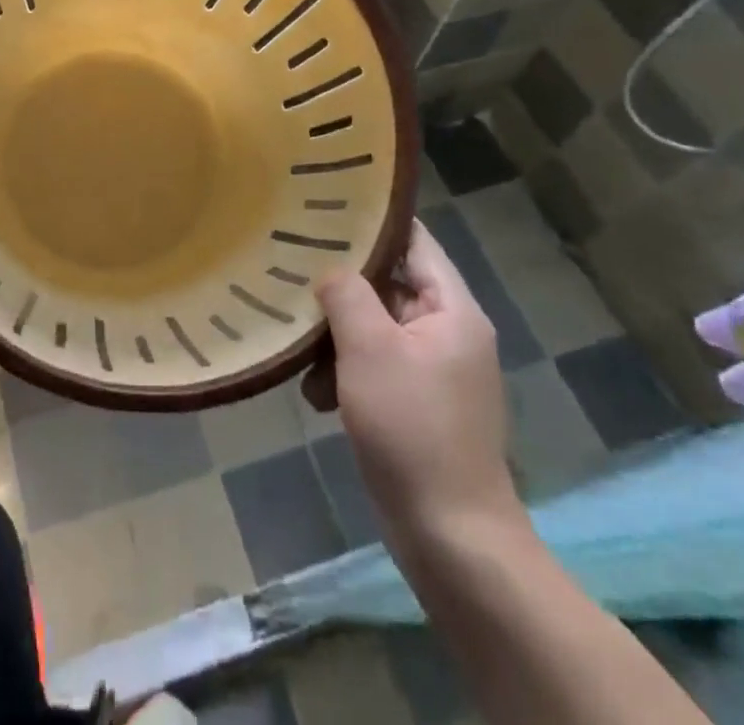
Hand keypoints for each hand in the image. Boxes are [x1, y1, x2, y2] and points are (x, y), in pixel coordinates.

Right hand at [313, 219, 520, 543]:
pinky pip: (375, 367)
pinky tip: (315, 397)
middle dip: (341, 288)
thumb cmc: (412, 428)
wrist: (450, 536)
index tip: (324, 208)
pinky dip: (345, 374)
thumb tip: (331, 269)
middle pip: (388, 285)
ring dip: (336, 339)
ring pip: (375, 329)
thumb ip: (347, 294)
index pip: (414, 241)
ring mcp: (433, 371)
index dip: (372, 221)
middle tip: (292, 274)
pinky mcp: (417, 404)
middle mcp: (448, 332)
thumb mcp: (369, 348)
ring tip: (300, 356)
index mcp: (452, 310)